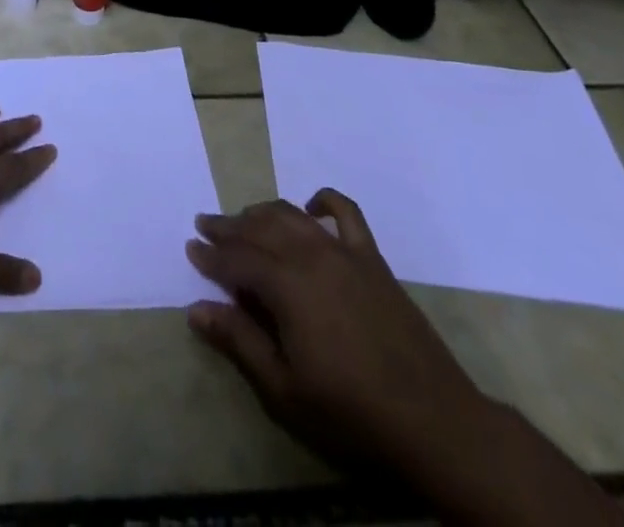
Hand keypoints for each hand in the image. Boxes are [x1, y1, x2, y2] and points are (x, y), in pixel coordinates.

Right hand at [185, 190, 481, 467]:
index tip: (190, 248)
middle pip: (260, 229)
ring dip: (263, 213)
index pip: (236, 260)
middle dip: (229, 227)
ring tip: (244, 219)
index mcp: (286, 285)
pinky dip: (324, 201)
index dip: (210, 254)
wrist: (433, 421)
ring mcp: (344, 252)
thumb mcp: (284, 389)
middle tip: (206, 225)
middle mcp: (310, 256)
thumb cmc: (351, 412)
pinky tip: (310, 207)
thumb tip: (195, 309)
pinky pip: (346, 213)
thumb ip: (239, 341)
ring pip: (292, 216)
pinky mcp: (372, 259)